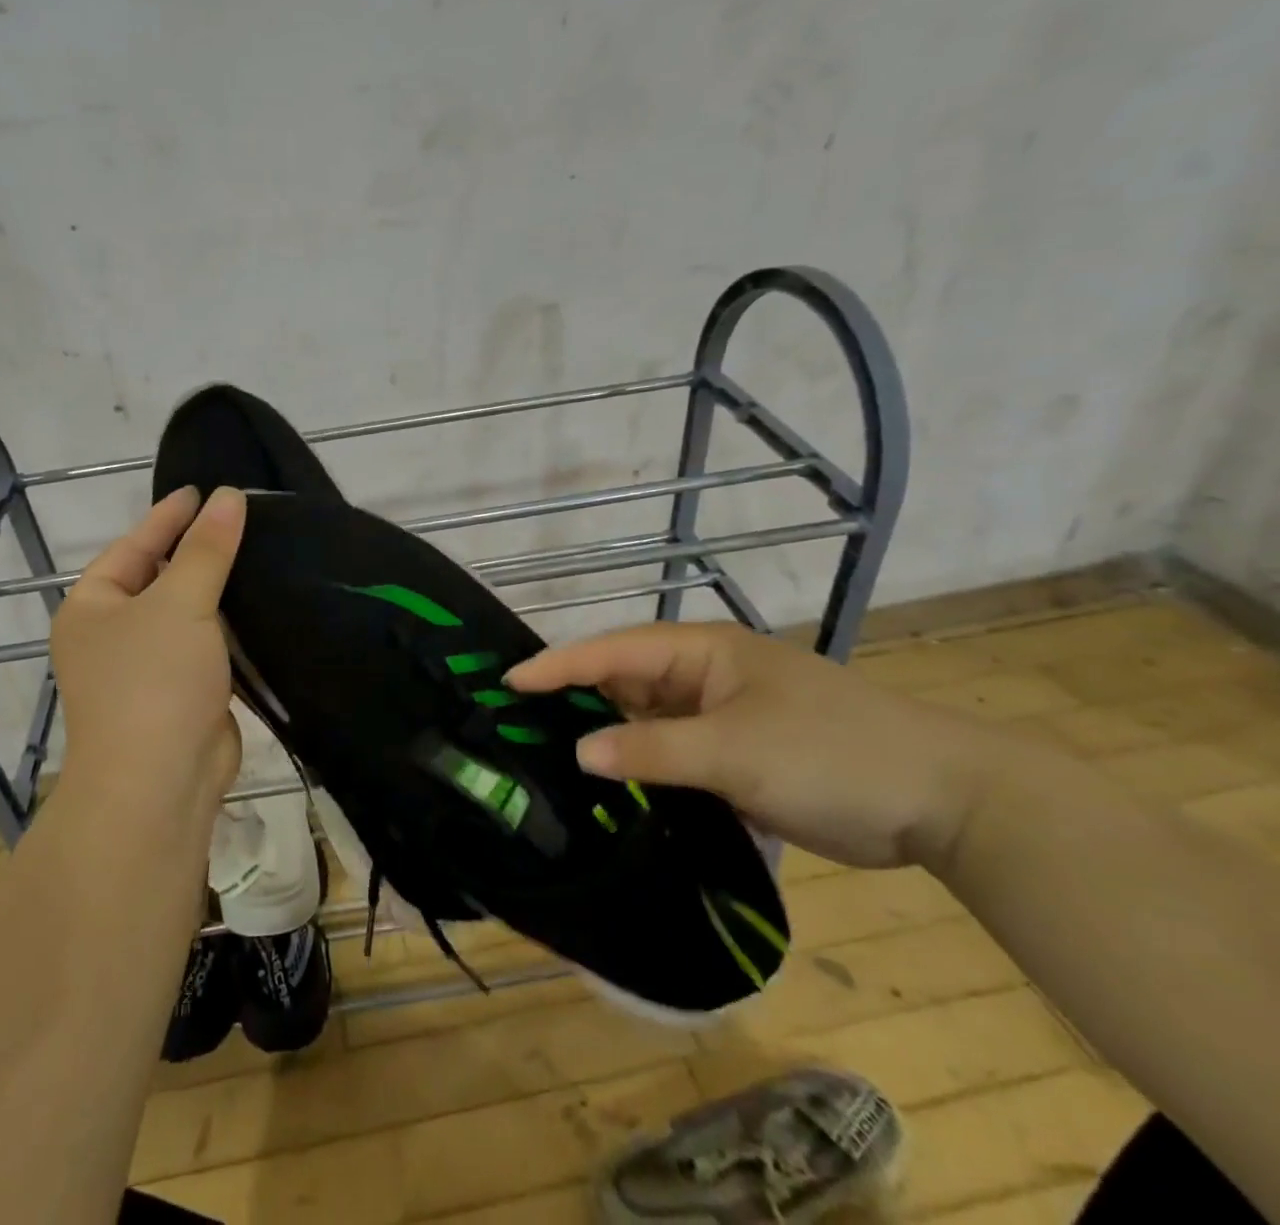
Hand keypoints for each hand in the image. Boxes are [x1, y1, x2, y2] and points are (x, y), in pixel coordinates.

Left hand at [50, 486, 244, 819]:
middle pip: (161, 578)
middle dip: (199, 551)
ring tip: (261, 550)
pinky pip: (208, 646)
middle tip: (243, 516)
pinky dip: (232, 626)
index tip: (205, 489)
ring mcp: (148, 667)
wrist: (159, 785)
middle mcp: (114, 634)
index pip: (135, 545)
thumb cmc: (153, 681)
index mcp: (93, 606)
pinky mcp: (183, 693)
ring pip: (188, 613)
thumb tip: (229, 496)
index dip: (169, 516)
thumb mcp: (179, 602)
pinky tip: (264, 602)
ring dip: (220, 589)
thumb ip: (206, 548)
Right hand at [507, 622, 1002, 869]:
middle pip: (623, 681)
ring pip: (644, 720)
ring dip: (606, 736)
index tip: (507, 682)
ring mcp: (719, 715)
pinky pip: (670, 753)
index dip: (558, 665)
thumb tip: (578, 751)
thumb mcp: (734, 752)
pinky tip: (609, 789)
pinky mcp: (735, 755)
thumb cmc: (831, 754)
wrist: (945, 801)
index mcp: (701, 652)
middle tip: (515, 723)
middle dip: (573, 699)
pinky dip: (640, 766)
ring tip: (546, 755)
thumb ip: (651, 749)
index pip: (613, 651)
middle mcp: (703, 676)